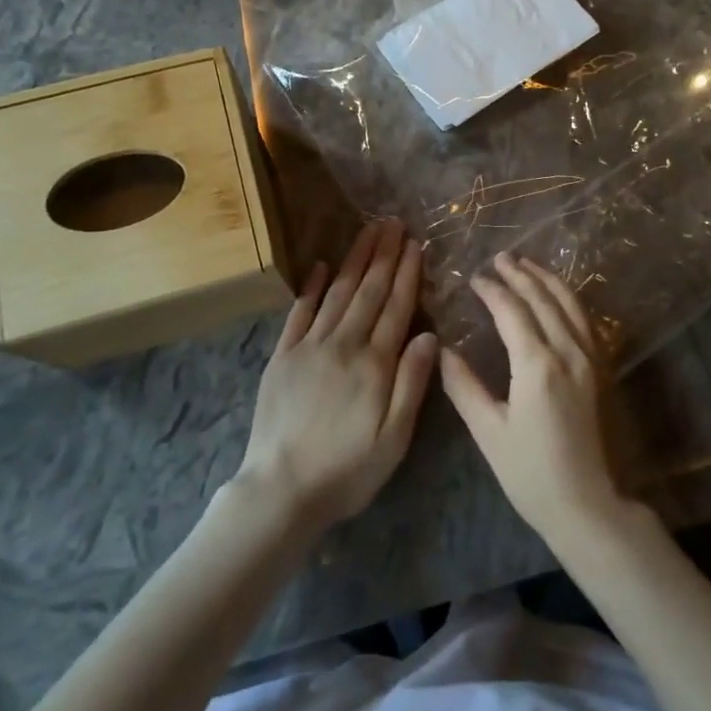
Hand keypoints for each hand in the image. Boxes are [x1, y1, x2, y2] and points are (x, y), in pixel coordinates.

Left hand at [235, 219, 438, 530]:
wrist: (281, 489)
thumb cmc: (347, 470)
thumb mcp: (394, 439)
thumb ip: (412, 384)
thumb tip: (428, 335)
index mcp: (374, 363)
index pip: (395, 307)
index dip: (406, 273)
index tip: (414, 243)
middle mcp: (343, 344)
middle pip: (368, 290)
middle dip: (383, 254)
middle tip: (392, 221)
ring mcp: (309, 346)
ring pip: (337, 292)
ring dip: (354, 259)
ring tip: (367, 231)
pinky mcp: (282, 356)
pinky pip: (299, 312)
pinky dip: (312, 286)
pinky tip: (321, 265)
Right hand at [441, 253, 627, 545]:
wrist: (587, 503)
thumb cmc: (530, 472)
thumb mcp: (488, 431)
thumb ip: (463, 386)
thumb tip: (442, 350)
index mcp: (537, 365)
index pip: (512, 310)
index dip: (492, 290)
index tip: (474, 278)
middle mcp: (567, 352)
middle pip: (543, 299)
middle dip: (520, 274)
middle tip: (499, 258)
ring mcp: (589, 358)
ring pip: (569, 304)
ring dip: (547, 280)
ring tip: (527, 264)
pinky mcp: (599, 369)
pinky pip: (585, 320)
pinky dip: (568, 298)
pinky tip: (558, 295)